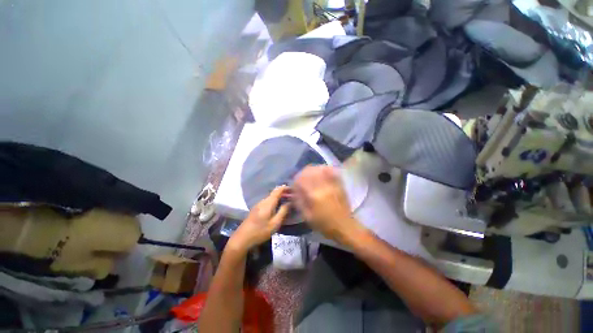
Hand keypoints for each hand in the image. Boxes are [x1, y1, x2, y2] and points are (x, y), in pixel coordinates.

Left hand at [228, 186, 290, 252]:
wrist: (242, 238)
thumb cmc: (260, 231)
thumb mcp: (275, 223)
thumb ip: (283, 211)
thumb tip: (289, 202)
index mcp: (268, 203)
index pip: (278, 190)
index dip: (285, 188)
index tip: (293, 189)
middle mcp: (263, 201)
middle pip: (274, 193)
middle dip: (283, 192)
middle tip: (292, 196)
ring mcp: (258, 204)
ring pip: (271, 197)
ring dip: (279, 197)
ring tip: (287, 200)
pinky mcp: (256, 209)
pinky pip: (268, 201)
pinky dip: (274, 201)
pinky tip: (277, 206)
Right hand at [293, 166, 364, 242]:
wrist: (344, 226)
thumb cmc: (324, 224)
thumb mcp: (307, 217)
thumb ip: (299, 202)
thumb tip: (294, 192)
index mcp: (314, 196)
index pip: (301, 180)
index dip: (296, 180)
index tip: (294, 184)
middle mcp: (323, 187)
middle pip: (310, 171)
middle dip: (303, 173)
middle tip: (301, 177)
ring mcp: (332, 184)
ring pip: (320, 169)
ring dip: (313, 169)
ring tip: (310, 173)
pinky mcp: (339, 185)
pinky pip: (332, 172)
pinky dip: (326, 169)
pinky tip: (322, 170)